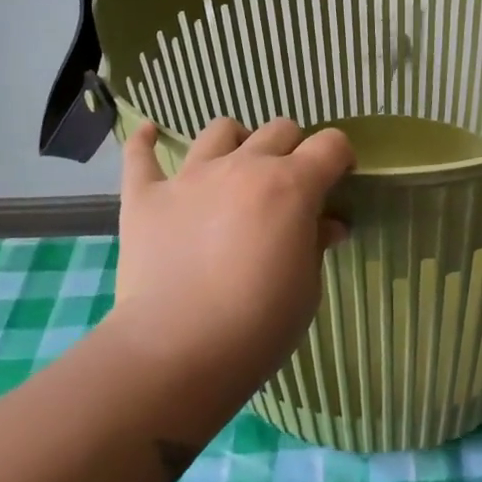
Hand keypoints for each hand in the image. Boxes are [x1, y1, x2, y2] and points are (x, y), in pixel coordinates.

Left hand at [116, 116, 354, 378]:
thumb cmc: (258, 325)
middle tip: (289, 186)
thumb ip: (316, 244)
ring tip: (234, 169)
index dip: (340, 157)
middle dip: (292, 150)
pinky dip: (146, 143)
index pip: (330, 144)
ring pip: (220, 130)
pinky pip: (141, 155)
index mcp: (291, 185)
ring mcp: (191, 177)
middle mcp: (243, 166)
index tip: (339, 180)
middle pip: (279, 128)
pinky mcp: (146, 196)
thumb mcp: (307, 288)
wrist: (175, 352)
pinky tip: (150, 136)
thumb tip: (328, 225)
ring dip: (235, 143)